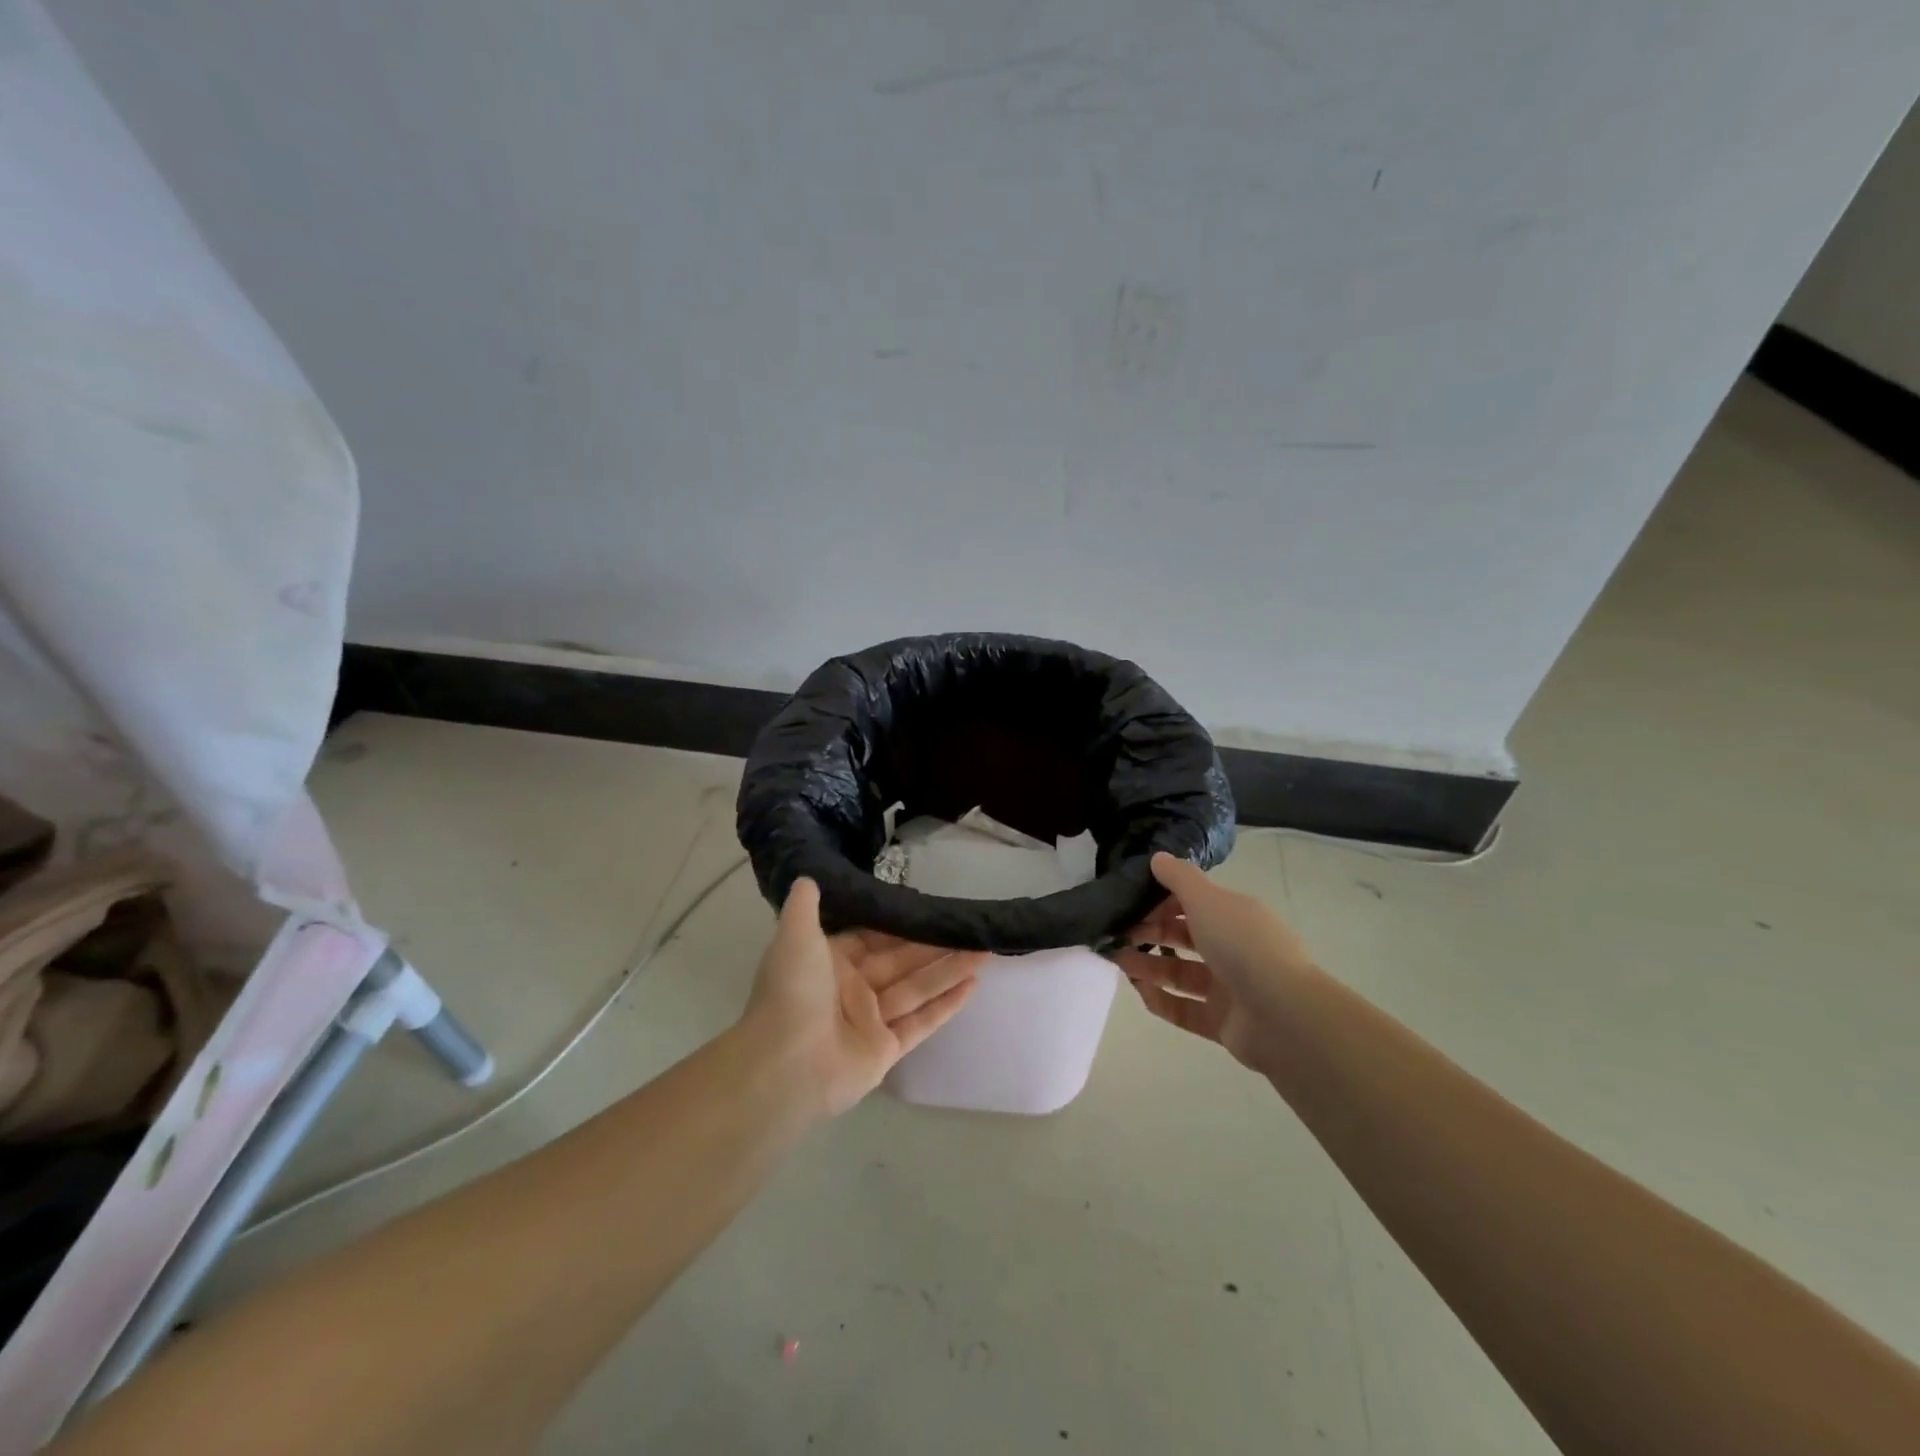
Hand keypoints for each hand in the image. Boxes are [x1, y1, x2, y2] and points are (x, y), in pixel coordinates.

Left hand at [744, 878, 982, 1117]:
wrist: (784, 1066)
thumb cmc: (792, 993)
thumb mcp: (795, 938)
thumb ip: (805, 907)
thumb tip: (808, 877)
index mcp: (831, 961)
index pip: (874, 937)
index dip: (903, 924)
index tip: (933, 908)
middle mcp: (853, 988)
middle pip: (902, 961)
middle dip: (936, 946)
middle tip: (971, 928)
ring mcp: (871, 1021)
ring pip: (917, 988)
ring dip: (950, 970)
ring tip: (985, 951)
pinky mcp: (887, 1050)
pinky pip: (921, 1022)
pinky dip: (947, 1005)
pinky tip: (973, 985)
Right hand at [1113, 852, 1319, 1077]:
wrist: (1283, 1015)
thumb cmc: (1242, 945)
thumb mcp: (1207, 900)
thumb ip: (1179, 878)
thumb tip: (1157, 857)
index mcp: (1236, 916)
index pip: (1194, 902)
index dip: (1162, 900)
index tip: (1131, 900)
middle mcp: (1234, 948)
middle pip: (1185, 937)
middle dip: (1151, 932)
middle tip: (1118, 932)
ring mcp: (1229, 988)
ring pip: (1181, 973)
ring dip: (1149, 965)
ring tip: (1118, 960)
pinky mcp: (1222, 1022)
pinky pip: (1184, 1009)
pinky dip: (1160, 1000)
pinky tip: (1137, 990)